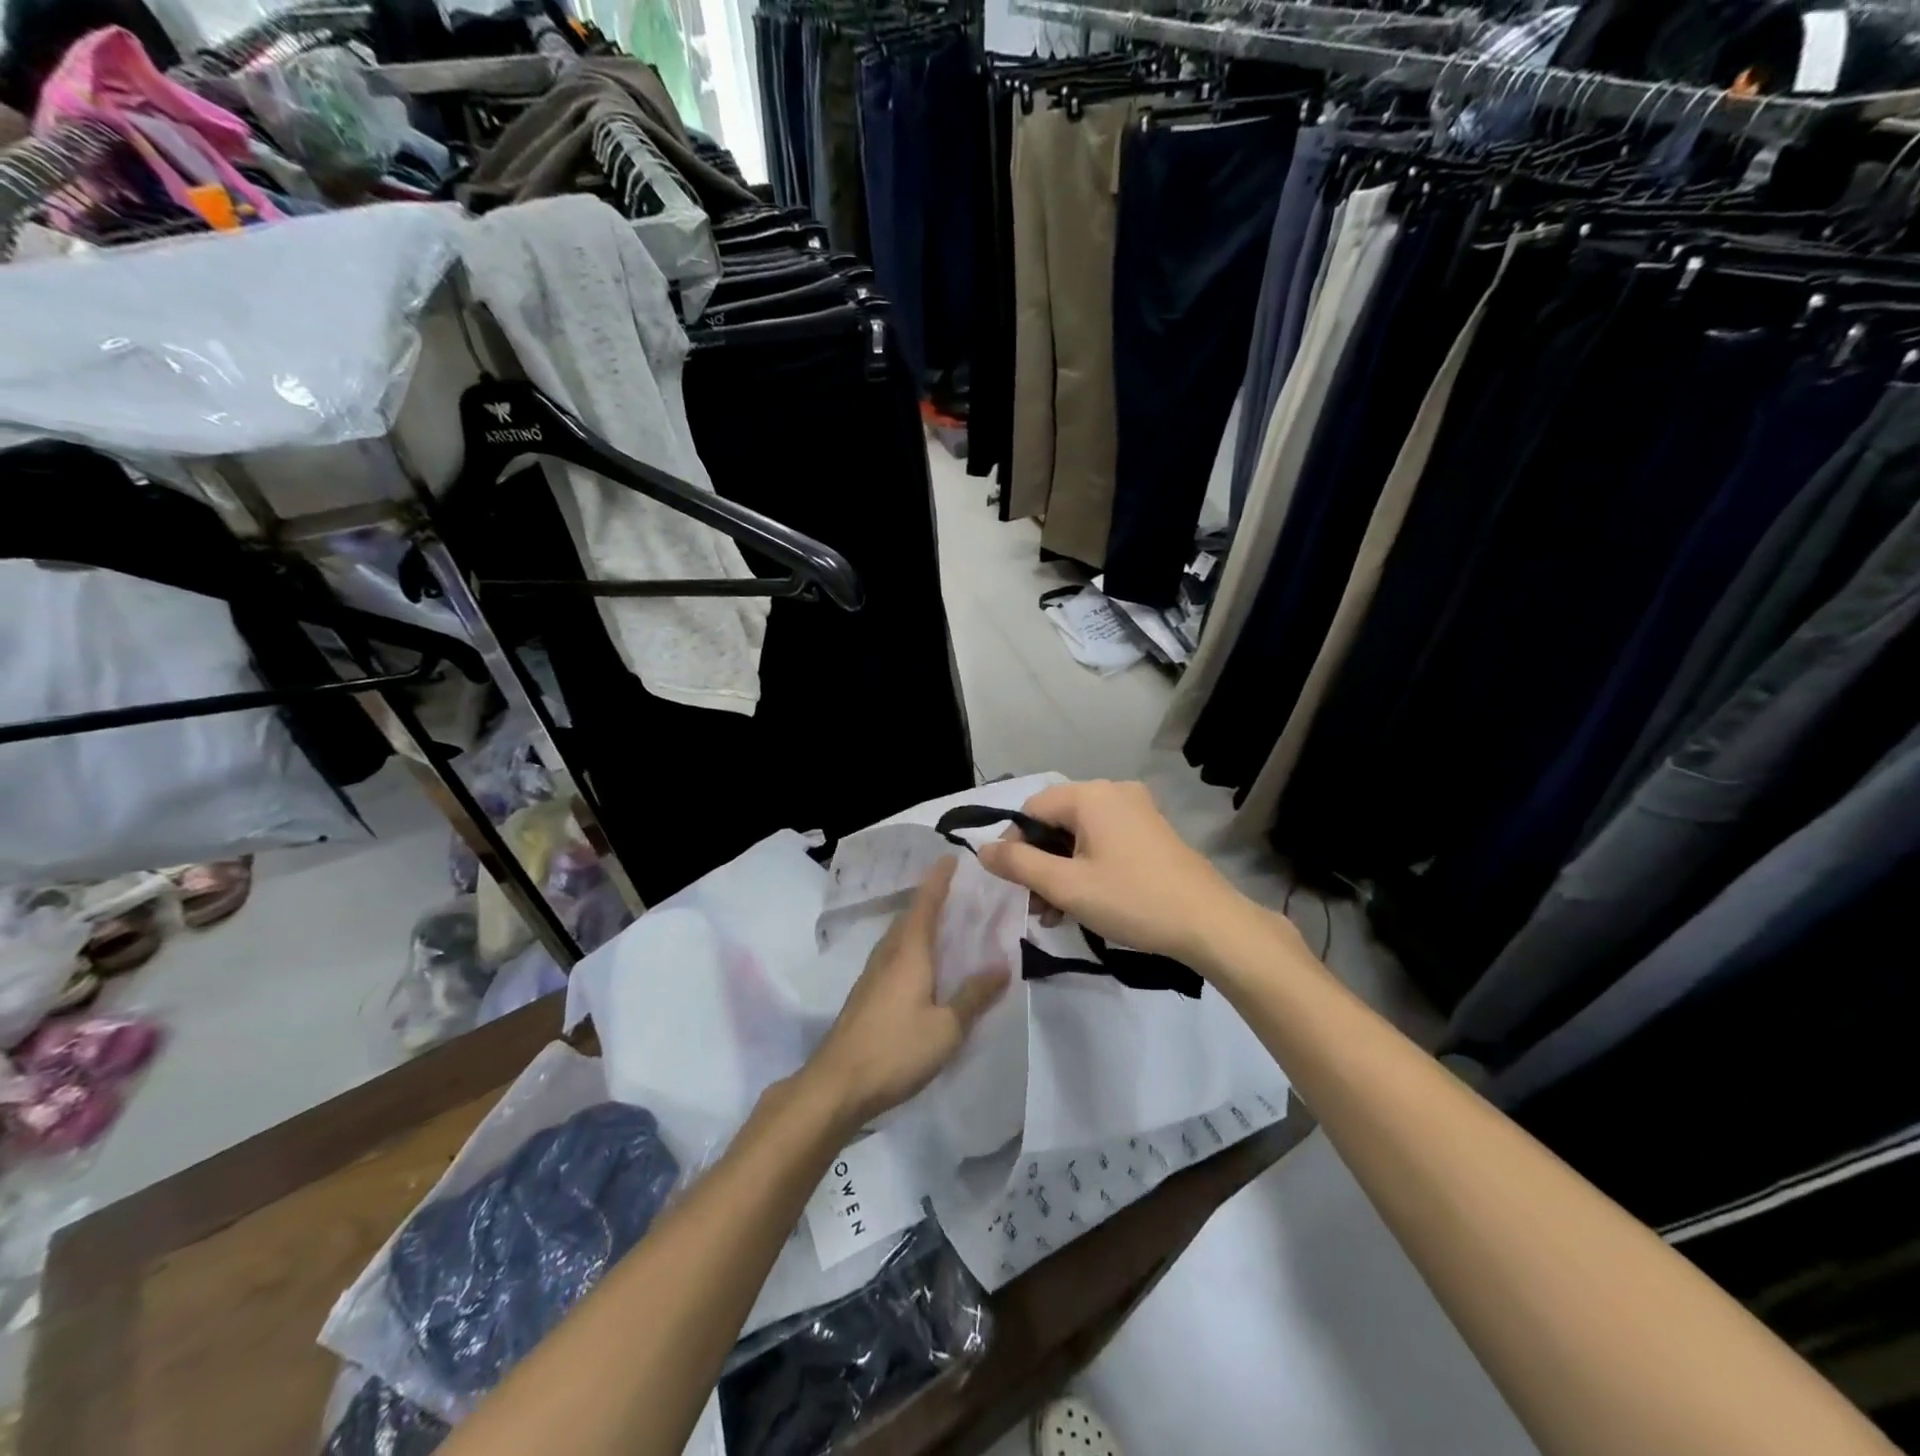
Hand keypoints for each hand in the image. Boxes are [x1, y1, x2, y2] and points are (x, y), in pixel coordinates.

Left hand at [804, 858, 1009, 1128]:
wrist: (837, 1084)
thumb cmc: (896, 1050)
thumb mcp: (947, 1027)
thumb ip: (974, 995)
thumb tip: (1001, 964)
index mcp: (909, 952)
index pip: (926, 904)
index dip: (938, 880)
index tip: (949, 856)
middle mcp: (888, 955)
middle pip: (910, 916)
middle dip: (930, 898)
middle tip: (956, 890)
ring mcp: (872, 975)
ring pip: (898, 936)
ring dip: (918, 922)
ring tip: (942, 922)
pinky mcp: (865, 995)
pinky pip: (892, 956)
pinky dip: (910, 946)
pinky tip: (920, 963)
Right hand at [977, 781, 1242, 964]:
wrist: (1209, 923)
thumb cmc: (1132, 900)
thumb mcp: (1066, 886)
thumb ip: (1018, 864)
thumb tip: (981, 849)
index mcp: (1090, 795)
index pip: (1031, 809)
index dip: (1014, 845)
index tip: (1014, 885)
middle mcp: (1113, 792)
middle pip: (1056, 822)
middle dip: (1039, 864)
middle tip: (1035, 907)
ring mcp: (1137, 811)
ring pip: (1079, 836)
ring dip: (1061, 872)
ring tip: (1055, 914)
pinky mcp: (1151, 832)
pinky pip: (1104, 842)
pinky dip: (1087, 868)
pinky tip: (1083, 903)